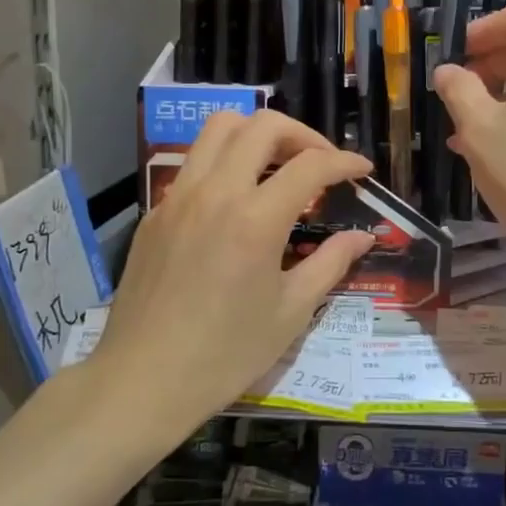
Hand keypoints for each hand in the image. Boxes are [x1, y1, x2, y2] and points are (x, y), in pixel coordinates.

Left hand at [97, 110, 374, 435]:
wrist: (143, 380)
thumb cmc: (226, 354)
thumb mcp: (291, 312)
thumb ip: (330, 263)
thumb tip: (362, 237)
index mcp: (255, 219)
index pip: (310, 165)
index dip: (344, 162)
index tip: (362, 171)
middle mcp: (214, 192)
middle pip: (261, 126)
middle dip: (301, 134)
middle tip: (320, 164)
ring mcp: (178, 198)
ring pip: (218, 130)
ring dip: (256, 135)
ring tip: (278, 167)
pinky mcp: (155, 213)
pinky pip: (194, 164)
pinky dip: (224, 163)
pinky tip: (236, 202)